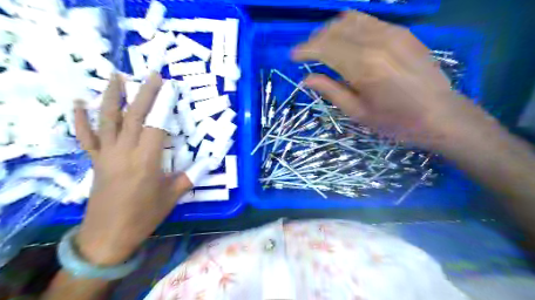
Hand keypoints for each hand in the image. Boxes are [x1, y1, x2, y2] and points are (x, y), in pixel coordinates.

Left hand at [73, 72, 191, 264]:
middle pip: (134, 116)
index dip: (164, 105)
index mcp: (146, 160)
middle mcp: (124, 152)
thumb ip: (189, 176)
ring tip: (117, 76)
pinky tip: (78, 103)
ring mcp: (106, 154)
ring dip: (112, 96)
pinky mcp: (95, 161)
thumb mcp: (172, 196)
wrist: (108, 235)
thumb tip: (207, 163)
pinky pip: (86, 137)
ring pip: (107, 120)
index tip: (170, 88)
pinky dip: (79, 119)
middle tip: (152, 75)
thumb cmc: (144, 215)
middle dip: (144, 93)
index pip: (157, 124)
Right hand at [292, 10, 484, 148]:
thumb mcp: (357, 113)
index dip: (305, 50)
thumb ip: (330, 91)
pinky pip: (367, 20)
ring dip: (330, 30)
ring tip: (323, 46)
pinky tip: (345, 40)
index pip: (324, 48)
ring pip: (350, 20)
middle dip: (314, 40)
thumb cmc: (395, 121)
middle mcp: (376, 42)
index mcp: (363, 66)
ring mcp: (392, 33)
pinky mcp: (402, 32)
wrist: (440, 114)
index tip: (293, 56)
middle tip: (306, 54)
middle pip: (334, 30)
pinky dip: (349, 27)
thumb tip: (307, 79)